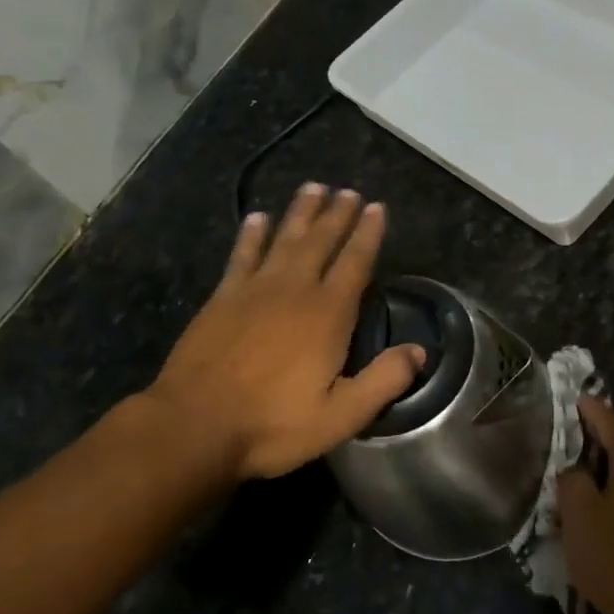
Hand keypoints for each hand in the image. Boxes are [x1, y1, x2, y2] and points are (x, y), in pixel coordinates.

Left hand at [142, 185, 425, 481]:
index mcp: (328, 315)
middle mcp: (294, 290)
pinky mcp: (222, 298)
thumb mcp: (341, 416)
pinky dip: (251, 234)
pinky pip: (242, 255)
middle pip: (321, 241)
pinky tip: (257, 217)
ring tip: (313, 187)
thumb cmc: (273, 425)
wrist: (194, 426)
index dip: (368, 234)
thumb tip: (419, 351)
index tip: (376, 207)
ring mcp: (254, 290)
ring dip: (300, 212)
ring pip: (284, 238)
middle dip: (337, 214)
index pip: (355, 263)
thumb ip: (383, 381)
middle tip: (348, 190)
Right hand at [557, 397, 613, 613]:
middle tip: (560, 452)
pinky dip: (613, 493)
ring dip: (600, 474)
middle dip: (590, 445)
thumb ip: (571, 480)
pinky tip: (592, 514)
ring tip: (569, 486)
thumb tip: (574, 470)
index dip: (586, 408)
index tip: (569, 397)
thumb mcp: (578, 515)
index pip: (606, 419)